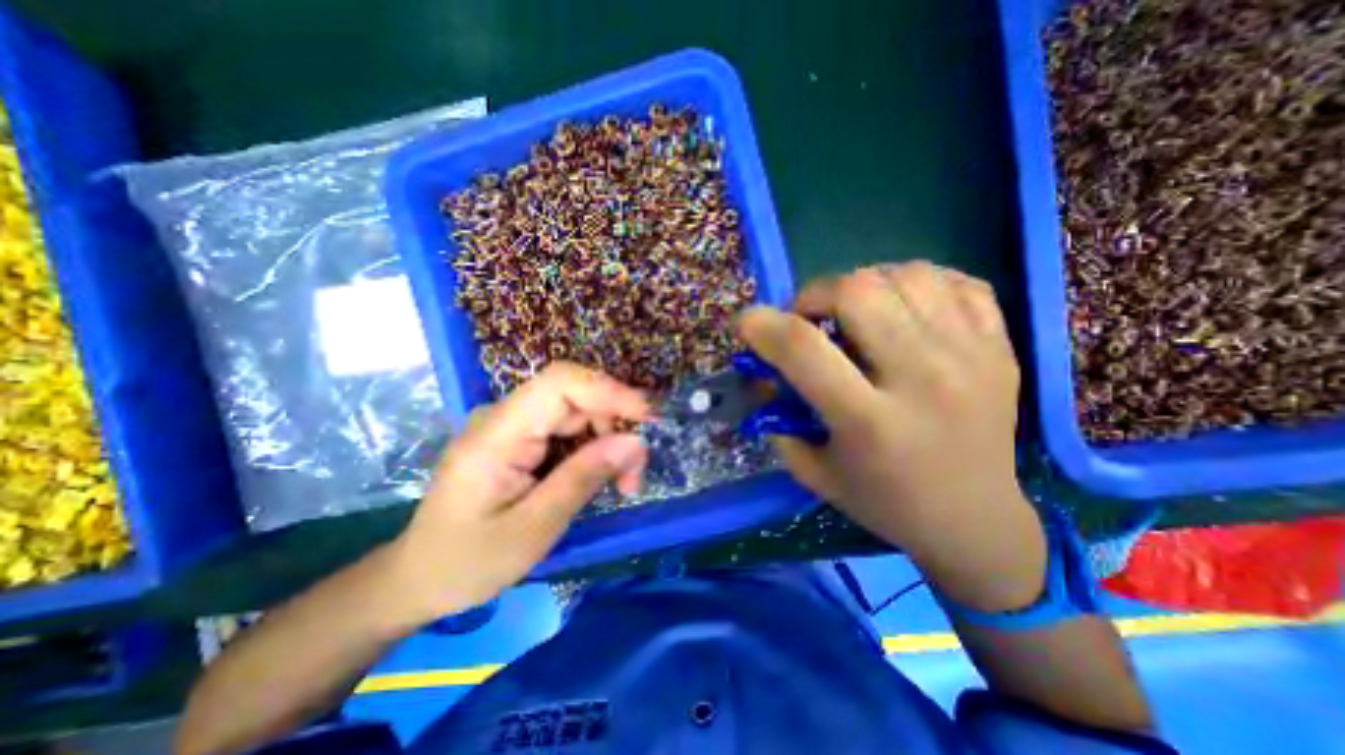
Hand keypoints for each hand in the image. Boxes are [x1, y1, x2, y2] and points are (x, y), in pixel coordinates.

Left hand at [384, 361, 651, 622]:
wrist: (420, 578)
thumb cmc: (468, 562)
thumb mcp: (534, 528)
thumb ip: (584, 478)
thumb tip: (635, 442)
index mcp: (497, 434)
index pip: (560, 383)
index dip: (609, 390)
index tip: (648, 418)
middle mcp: (505, 417)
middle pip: (576, 398)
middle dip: (616, 427)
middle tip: (636, 475)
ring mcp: (513, 426)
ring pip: (579, 413)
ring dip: (609, 441)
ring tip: (624, 484)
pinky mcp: (521, 439)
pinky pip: (569, 430)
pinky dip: (594, 450)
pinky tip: (603, 477)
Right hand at [741, 264, 1042, 610]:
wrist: (974, 522)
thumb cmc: (883, 502)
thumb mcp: (814, 470)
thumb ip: (778, 418)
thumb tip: (763, 371)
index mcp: (870, 422)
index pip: (804, 348)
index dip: (762, 325)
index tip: (747, 323)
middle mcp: (924, 380)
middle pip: (858, 291)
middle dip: (814, 294)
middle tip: (808, 319)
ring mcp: (972, 357)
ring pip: (906, 274)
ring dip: (862, 285)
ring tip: (855, 313)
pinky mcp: (1001, 347)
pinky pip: (954, 281)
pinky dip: (915, 283)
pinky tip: (901, 309)